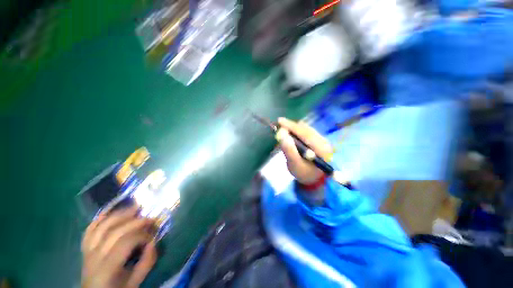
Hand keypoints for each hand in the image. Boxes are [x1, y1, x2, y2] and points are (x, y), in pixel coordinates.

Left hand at [81, 205, 157, 287]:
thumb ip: (146, 263)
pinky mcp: (85, 248)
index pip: (125, 242)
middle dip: (135, 221)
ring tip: (134, 207)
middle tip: (150, 217)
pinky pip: (89, 230)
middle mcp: (94, 256)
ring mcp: (87, 251)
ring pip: (101, 227)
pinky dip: (99, 218)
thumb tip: (154, 242)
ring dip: (119, 214)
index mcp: (106, 268)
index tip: (153, 236)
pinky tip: (110, 211)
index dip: (142, 235)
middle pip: (114, 231)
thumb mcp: (135, 283)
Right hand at [277, 118, 332, 184]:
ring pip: (305, 129)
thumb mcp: (294, 164)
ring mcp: (321, 140)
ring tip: (283, 131)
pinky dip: (296, 131)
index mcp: (321, 148)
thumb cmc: (303, 173)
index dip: (292, 126)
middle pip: (305, 129)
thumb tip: (281, 133)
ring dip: (293, 129)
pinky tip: (290, 135)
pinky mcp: (318, 140)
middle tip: (279, 126)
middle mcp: (324, 141)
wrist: (313, 179)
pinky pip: (305, 131)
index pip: (305, 133)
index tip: (279, 121)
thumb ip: (289, 149)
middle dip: (291, 126)